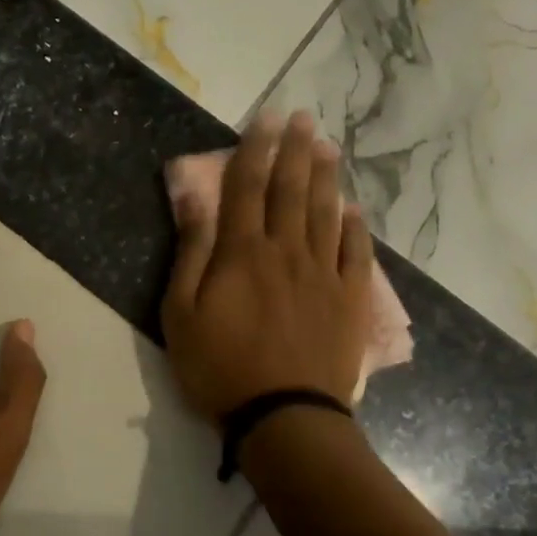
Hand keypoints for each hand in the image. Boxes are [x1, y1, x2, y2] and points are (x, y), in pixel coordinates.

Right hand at [161, 110, 373, 424]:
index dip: (256, 150)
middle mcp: (286, 252)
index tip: (266, 118)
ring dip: (326, 177)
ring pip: (325, 214)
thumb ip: (190, 254)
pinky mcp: (348, 300)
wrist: (284, 416)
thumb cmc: (220, 368)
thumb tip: (193, 201)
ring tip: (327, 147)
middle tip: (303, 118)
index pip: (247, 188)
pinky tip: (353, 210)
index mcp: (242, 253)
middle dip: (295, 150)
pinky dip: (354, 227)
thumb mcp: (181, 314)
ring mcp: (323, 275)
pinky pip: (355, 254)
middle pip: (292, 191)